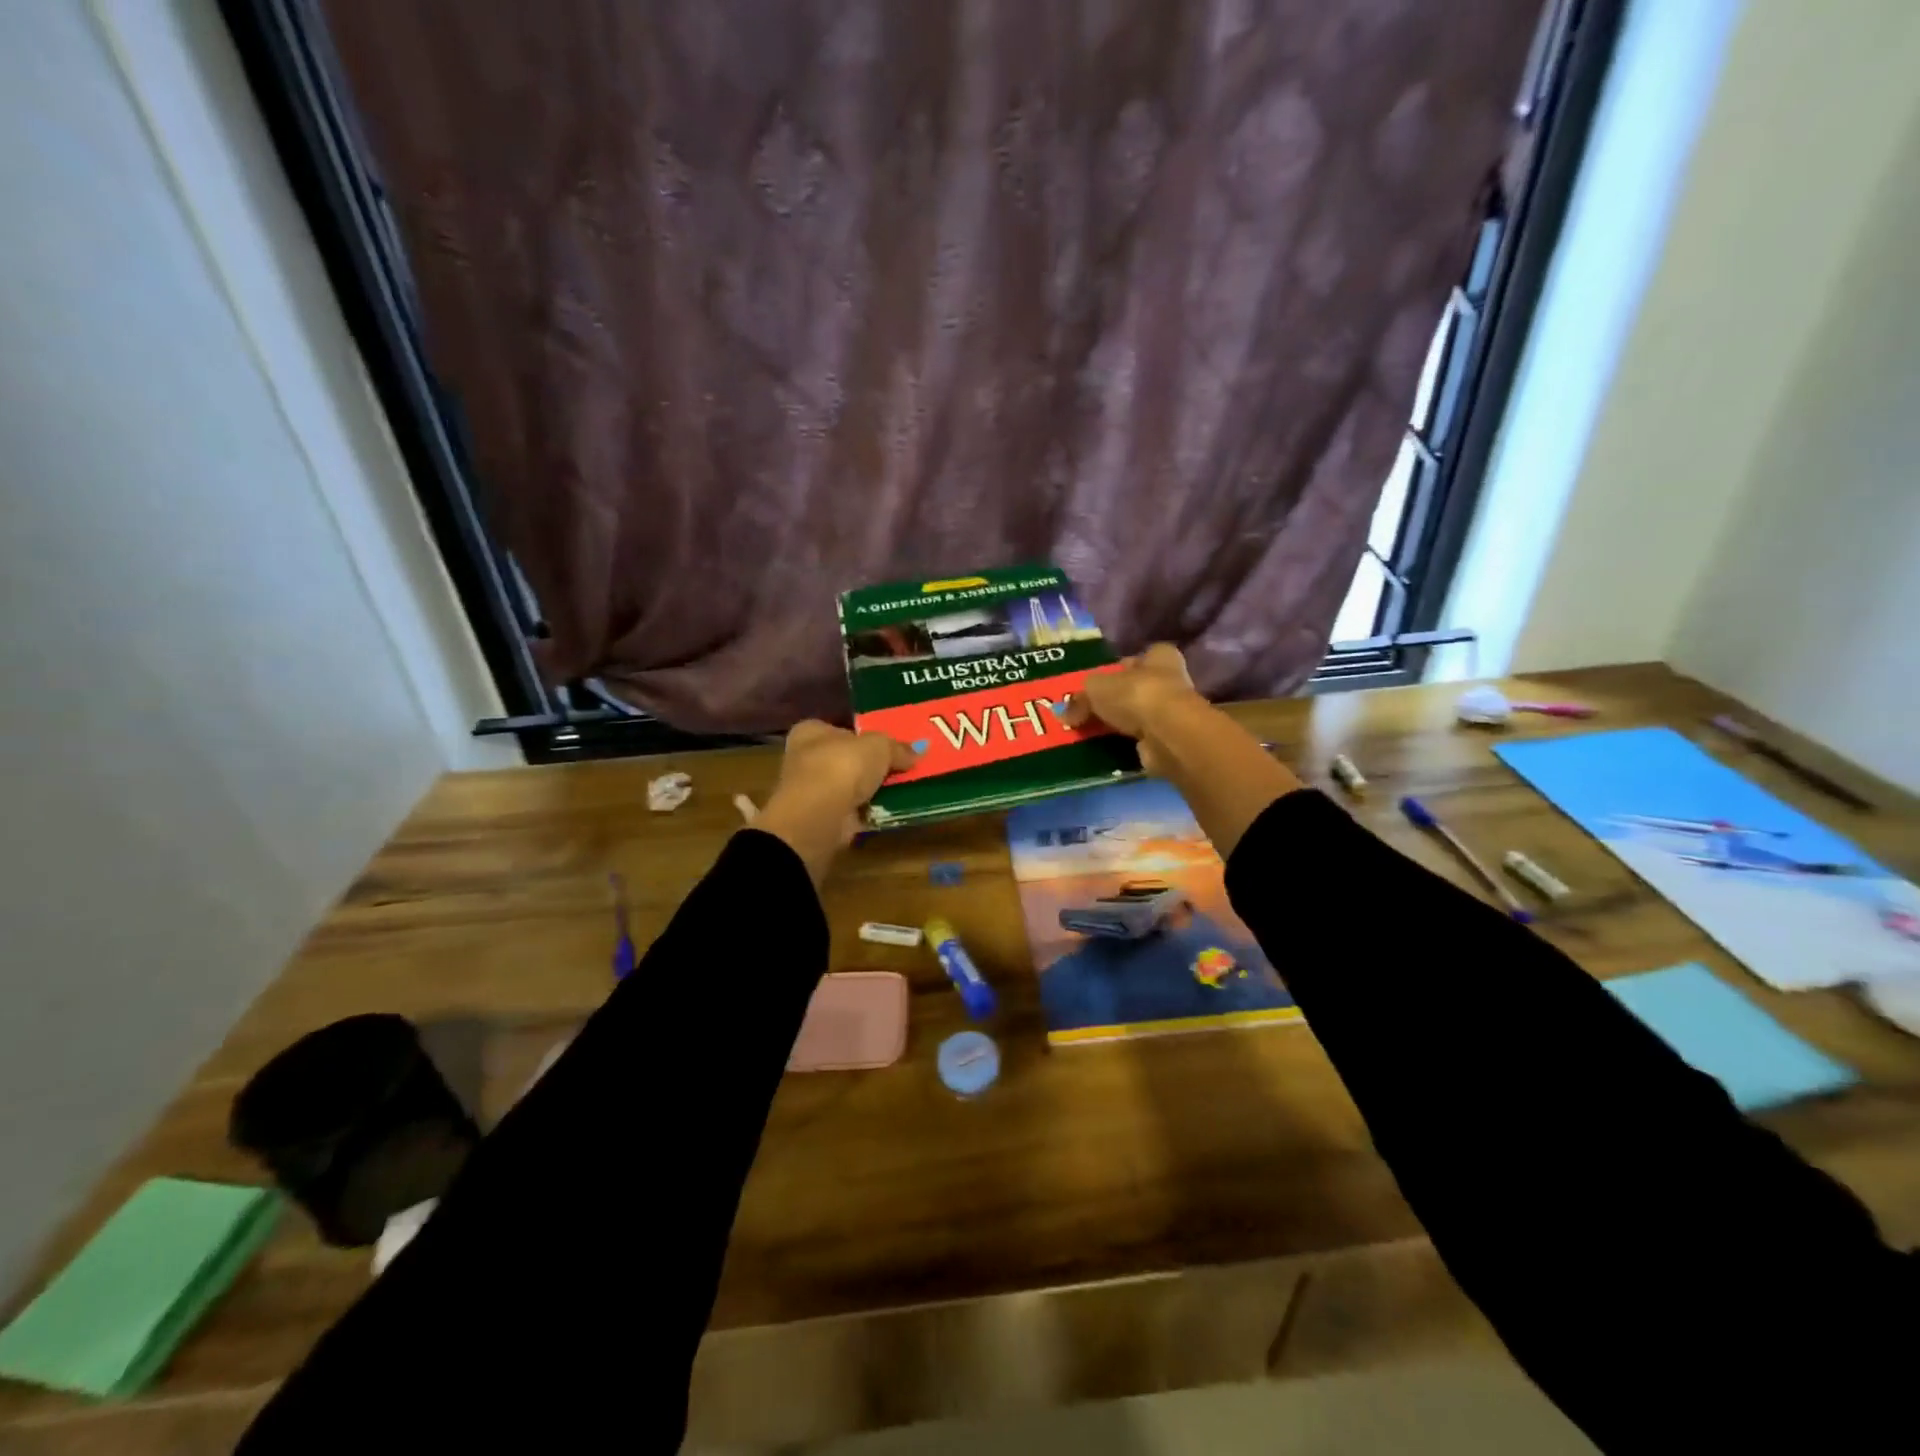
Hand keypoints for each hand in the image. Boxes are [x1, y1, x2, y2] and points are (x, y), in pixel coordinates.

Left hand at [753, 720, 919, 883]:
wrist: (820, 815)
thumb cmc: (842, 766)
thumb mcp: (879, 746)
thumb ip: (897, 748)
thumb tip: (917, 751)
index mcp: (811, 732)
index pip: (839, 729)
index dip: (863, 735)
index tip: (888, 744)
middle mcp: (806, 758)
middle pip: (846, 758)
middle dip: (870, 764)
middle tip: (902, 767)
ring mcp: (813, 791)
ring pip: (850, 786)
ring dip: (872, 789)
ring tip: (904, 788)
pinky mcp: (822, 818)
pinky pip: (853, 809)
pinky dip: (870, 810)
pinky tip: (892, 809)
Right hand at [1065, 642, 1299, 853]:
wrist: (1166, 734)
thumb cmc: (1135, 695)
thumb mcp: (1095, 688)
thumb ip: (1080, 698)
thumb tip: (1064, 714)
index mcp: (1159, 657)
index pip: (1139, 658)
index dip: (1120, 668)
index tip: (1100, 682)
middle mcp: (1171, 681)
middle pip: (1138, 688)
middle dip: (1116, 699)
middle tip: (1088, 711)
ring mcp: (1173, 713)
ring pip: (1139, 716)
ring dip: (1120, 725)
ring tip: (1091, 733)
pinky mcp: (1170, 741)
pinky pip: (1141, 741)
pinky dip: (1126, 745)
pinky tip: (1106, 749)